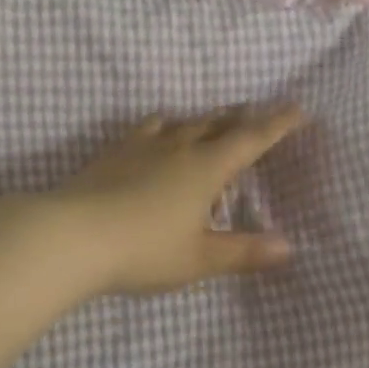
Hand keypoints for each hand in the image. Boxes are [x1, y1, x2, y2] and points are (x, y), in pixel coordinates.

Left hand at [49, 104, 305, 295]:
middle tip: (256, 114)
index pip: (251, 139)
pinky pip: (148, 128)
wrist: (70, 235)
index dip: (277, 124)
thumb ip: (244, 252)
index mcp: (206, 168)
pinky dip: (166, 127)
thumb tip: (288, 247)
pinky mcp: (113, 153)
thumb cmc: (144, 250)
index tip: (298, 108)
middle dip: (241, 118)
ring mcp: (142, 146)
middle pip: (217, 123)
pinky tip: (158, 135)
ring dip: (204, 120)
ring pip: (182, 122)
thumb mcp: (199, 258)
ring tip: (211, 124)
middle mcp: (178, 147)